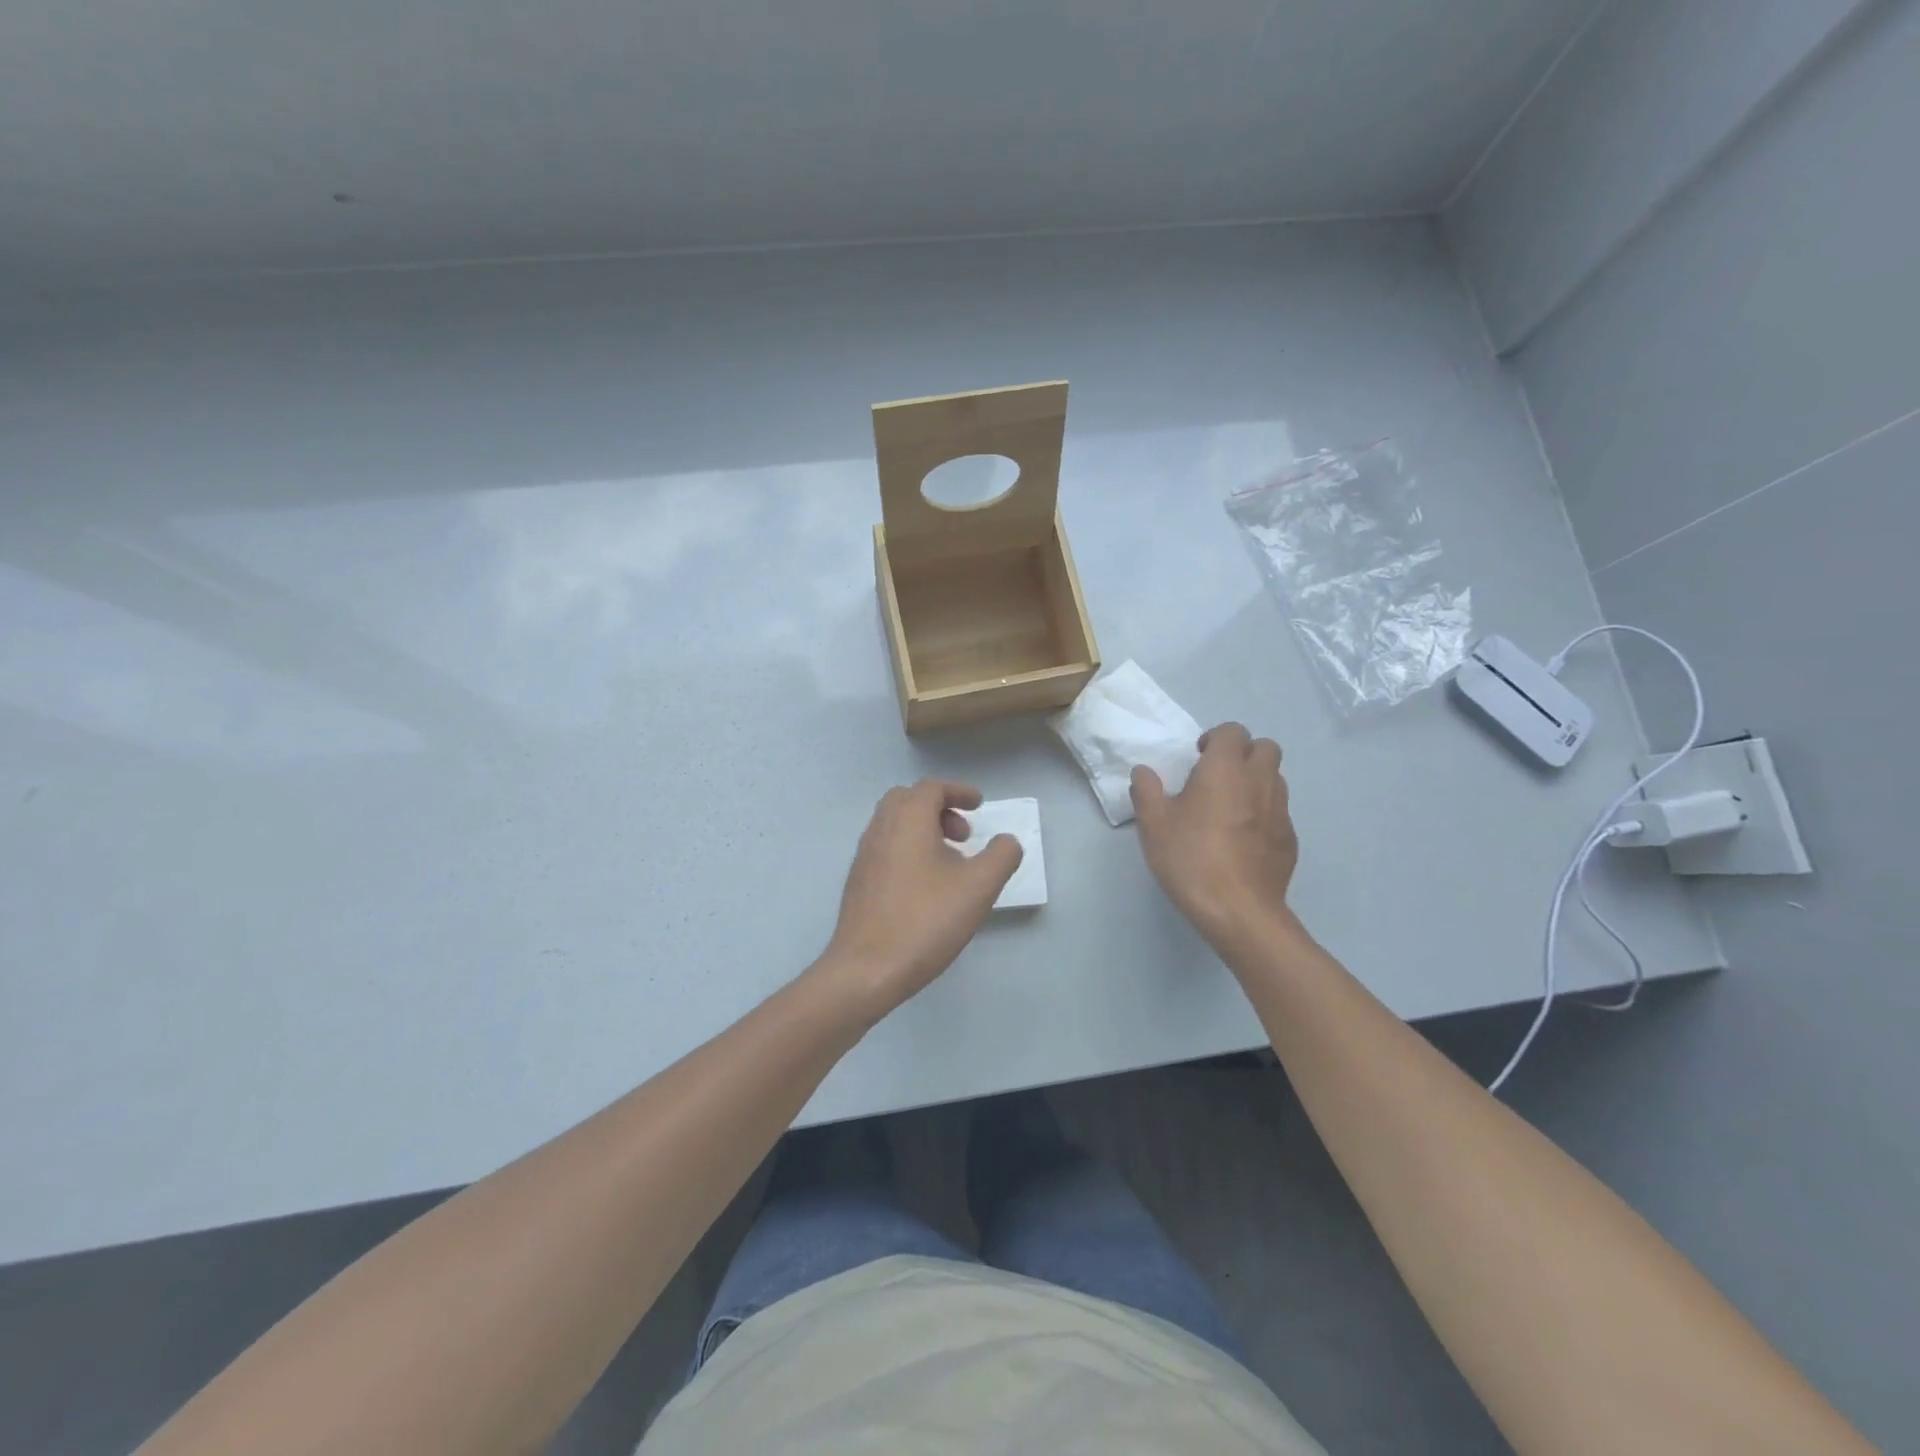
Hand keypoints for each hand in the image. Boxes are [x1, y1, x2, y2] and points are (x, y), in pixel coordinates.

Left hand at [818, 780, 1021, 1018]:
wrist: (866, 969)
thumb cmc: (925, 921)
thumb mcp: (978, 888)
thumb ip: (1001, 857)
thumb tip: (1007, 842)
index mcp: (907, 820)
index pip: (931, 788)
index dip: (959, 791)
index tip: (979, 805)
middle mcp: (881, 829)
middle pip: (907, 799)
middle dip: (939, 808)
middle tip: (963, 835)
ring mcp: (864, 856)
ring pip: (894, 824)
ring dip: (923, 829)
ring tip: (950, 862)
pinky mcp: (858, 881)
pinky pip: (885, 848)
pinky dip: (908, 848)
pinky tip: (925, 885)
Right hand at [1130, 722, 1299, 948]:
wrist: (1239, 911)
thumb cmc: (1190, 859)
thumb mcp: (1153, 824)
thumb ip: (1146, 790)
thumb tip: (1144, 772)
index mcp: (1225, 769)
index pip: (1232, 731)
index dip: (1215, 739)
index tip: (1197, 759)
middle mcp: (1260, 781)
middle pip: (1265, 748)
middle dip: (1243, 753)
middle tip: (1217, 777)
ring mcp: (1281, 811)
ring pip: (1275, 778)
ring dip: (1255, 781)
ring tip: (1229, 808)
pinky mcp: (1290, 839)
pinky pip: (1279, 812)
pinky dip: (1263, 813)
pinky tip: (1242, 840)